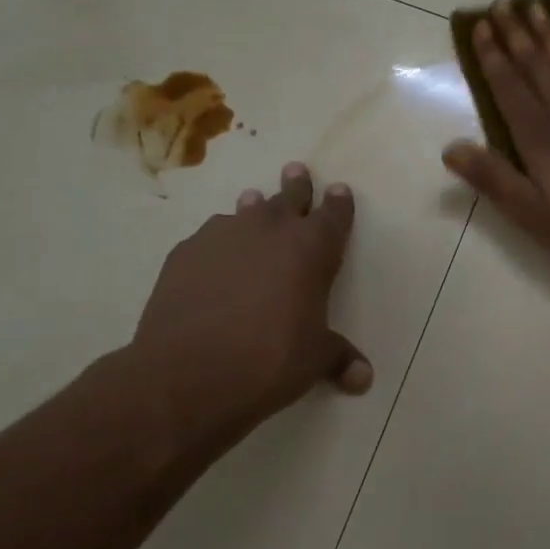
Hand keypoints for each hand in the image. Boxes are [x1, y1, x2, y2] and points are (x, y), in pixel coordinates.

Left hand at [111, 162, 371, 457]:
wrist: (188, 372)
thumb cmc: (269, 360)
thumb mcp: (313, 360)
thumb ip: (339, 359)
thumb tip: (364, 378)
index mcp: (312, 248)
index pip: (334, 215)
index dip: (339, 202)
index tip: (339, 189)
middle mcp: (270, 230)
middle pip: (289, 197)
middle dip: (296, 185)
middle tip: (296, 170)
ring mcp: (223, 236)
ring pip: (245, 211)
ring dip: (254, 208)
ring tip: (253, 202)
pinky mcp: (185, 252)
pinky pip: (210, 237)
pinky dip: (219, 241)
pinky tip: (214, 257)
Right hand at [442, 1, 549, 272]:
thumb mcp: (531, 213)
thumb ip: (492, 177)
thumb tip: (450, 148)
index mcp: (538, 136)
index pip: (509, 86)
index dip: (492, 55)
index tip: (481, 25)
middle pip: (537, 65)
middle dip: (517, 33)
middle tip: (503, 2)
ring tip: (536, 7)